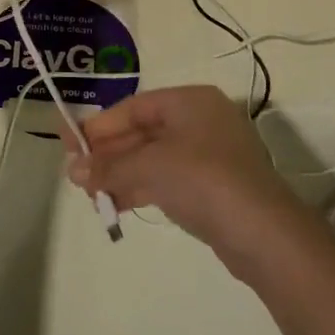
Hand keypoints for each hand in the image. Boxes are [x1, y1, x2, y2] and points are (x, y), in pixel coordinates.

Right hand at [62, 85, 306, 270]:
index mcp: (190, 101)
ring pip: (153, 158)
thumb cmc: (203, 179)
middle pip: (143, 132)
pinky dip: (141, 187)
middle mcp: (201, 120)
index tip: (71, 145)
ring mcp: (209, 154)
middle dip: (109, 154)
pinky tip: (117, 203)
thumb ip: (109, 166)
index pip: (134, 107)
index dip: (99, 126)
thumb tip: (73, 171)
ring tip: (90, 194)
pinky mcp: (213, 186)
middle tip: (76, 174)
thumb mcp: (149, 167)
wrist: (263, 233)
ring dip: (121, 173)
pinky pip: (167, 178)